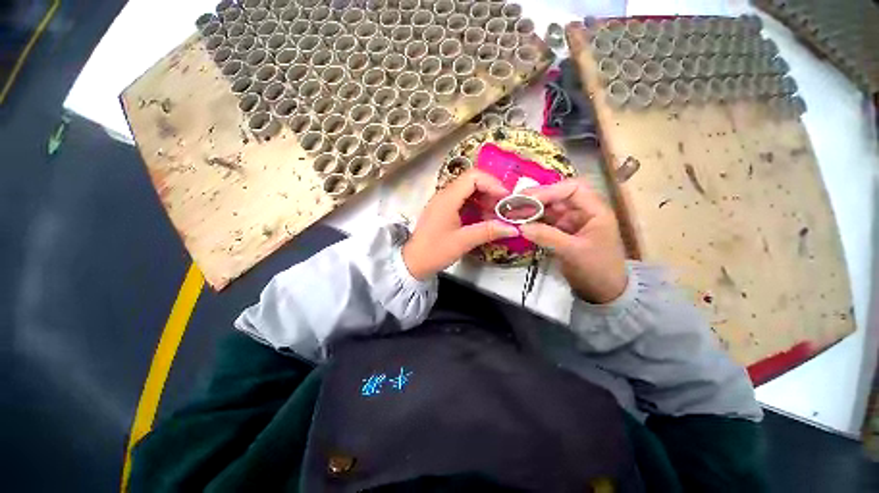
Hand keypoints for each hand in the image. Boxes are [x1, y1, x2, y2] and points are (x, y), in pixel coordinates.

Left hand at [403, 169, 518, 279]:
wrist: (413, 263)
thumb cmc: (435, 251)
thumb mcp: (463, 241)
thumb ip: (488, 231)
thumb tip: (513, 228)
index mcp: (447, 198)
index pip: (473, 177)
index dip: (492, 183)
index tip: (505, 198)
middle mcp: (444, 195)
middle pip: (472, 181)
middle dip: (490, 192)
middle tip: (503, 207)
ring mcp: (443, 202)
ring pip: (468, 192)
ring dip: (484, 200)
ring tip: (496, 215)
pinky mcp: (443, 211)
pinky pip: (463, 202)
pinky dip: (476, 207)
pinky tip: (484, 219)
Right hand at [520, 178, 627, 303]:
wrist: (602, 291)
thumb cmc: (597, 269)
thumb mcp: (574, 252)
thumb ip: (548, 236)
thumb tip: (521, 226)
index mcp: (594, 210)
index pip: (572, 189)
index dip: (549, 191)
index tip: (527, 199)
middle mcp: (581, 211)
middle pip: (556, 196)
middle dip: (535, 198)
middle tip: (512, 203)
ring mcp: (570, 221)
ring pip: (548, 209)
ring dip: (530, 210)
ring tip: (511, 212)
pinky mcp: (560, 232)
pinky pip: (544, 222)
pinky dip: (531, 222)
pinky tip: (518, 223)